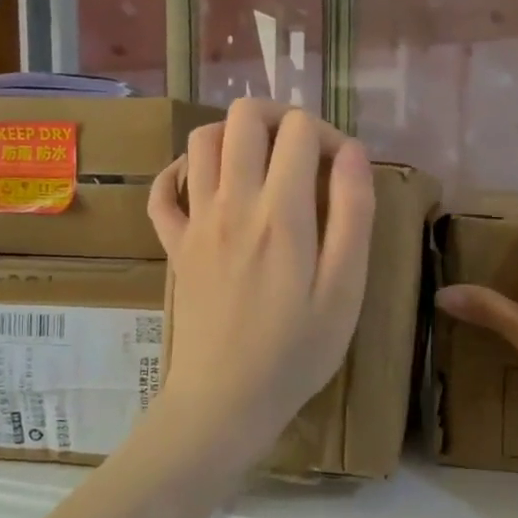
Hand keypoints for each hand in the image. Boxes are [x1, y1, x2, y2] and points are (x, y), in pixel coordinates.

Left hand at [147, 99, 374, 468]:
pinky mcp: (174, 245)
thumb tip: (352, 152)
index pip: (300, 129)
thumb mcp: (345, 290)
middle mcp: (233, 202)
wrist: (225, 401)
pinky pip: (164, 189)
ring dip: (236, 137)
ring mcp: (196, 221)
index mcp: (282, 212)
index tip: (343, 171)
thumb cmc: (296, 351)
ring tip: (264, 166)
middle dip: (281, 118)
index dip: (329, 134)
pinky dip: (182, 172)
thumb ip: (353, 215)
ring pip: (202, 139)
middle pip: (244, 115)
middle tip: (303, 154)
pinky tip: (209, 187)